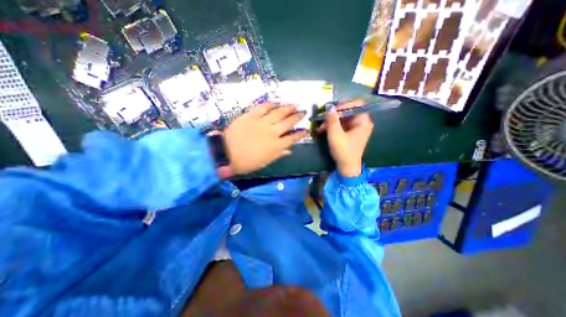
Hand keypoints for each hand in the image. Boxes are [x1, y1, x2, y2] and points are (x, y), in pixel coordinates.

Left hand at [224, 103, 308, 174]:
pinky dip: (271, 104)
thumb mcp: (264, 162)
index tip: (306, 130)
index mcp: (276, 146)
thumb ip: (278, 155)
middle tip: (303, 112)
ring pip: (279, 113)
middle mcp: (272, 132)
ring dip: (288, 108)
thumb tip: (289, 151)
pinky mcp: (251, 116)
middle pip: (288, 122)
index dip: (301, 134)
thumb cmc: (246, 162)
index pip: (293, 138)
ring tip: (295, 104)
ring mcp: (262, 122)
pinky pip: (263, 107)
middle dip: (298, 117)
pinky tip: (277, 102)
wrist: (225, 153)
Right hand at [320, 100, 374, 176]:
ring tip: (321, 128)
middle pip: (348, 112)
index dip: (343, 106)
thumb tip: (329, 106)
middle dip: (334, 116)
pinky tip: (324, 130)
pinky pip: (343, 125)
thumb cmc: (343, 150)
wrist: (347, 167)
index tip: (331, 112)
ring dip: (331, 122)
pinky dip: (334, 127)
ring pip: (343, 119)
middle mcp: (362, 123)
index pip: (355, 104)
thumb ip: (332, 119)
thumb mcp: (335, 133)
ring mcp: (357, 128)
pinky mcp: (352, 134)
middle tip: (322, 121)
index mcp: (363, 121)